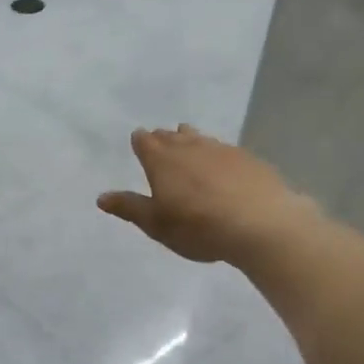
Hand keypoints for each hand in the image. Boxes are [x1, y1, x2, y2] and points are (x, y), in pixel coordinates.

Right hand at [98, 125, 312, 263]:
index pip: (145, 142)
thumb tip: (101, 197)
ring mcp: (222, 150)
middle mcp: (190, 148)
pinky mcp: (249, 160)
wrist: (262, 225)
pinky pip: (226, 150)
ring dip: (191, 141)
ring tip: (189, 144)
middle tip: (161, 141)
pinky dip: (218, 155)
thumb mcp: (156, 224)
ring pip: (200, 139)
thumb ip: (129, 208)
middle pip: (173, 136)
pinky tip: (223, 166)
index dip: (141, 141)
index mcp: (162, 161)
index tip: (139, 139)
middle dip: (164, 138)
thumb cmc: (198, 226)